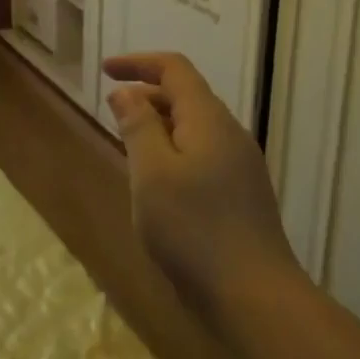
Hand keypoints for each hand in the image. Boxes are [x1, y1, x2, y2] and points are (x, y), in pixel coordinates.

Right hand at [104, 52, 299, 313]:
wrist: (254, 296)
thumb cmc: (193, 229)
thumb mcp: (151, 174)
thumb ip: (138, 126)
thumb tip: (127, 92)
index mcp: (209, 119)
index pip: (174, 69)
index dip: (138, 62)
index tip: (105, 70)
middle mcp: (230, 133)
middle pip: (187, 96)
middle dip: (147, 95)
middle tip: (112, 114)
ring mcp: (241, 165)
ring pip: (195, 128)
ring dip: (160, 126)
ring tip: (130, 148)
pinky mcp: (243, 194)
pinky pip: (204, 155)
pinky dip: (175, 153)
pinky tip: (160, 186)